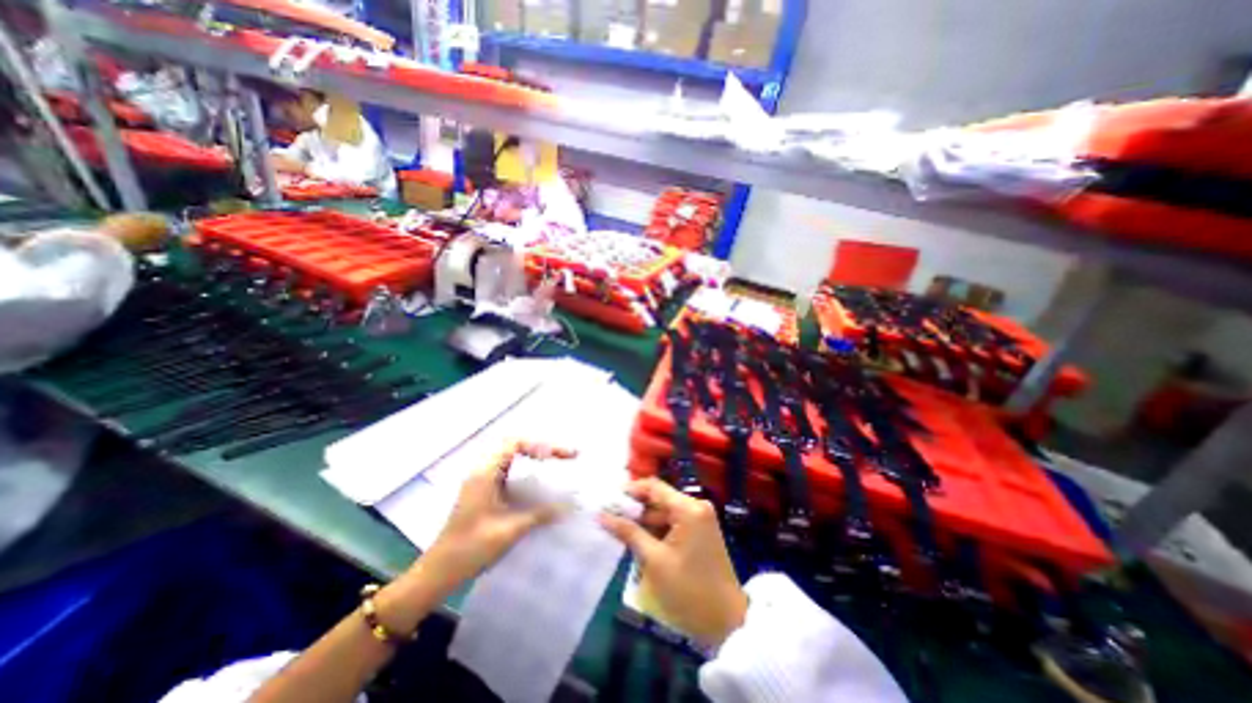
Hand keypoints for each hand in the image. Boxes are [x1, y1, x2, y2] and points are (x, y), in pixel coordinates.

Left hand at [421, 444, 576, 593]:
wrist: (438, 572)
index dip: (538, 445)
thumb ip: (539, 515)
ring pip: (513, 457)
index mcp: (485, 473)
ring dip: (535, 457)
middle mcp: (483, 471)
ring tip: (558, 462)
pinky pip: (509, 470)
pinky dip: (527, 469)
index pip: (514, 443)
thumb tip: (569, 506)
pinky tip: (540, 479)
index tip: (556, 457)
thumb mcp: (508, 531)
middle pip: (515, 446)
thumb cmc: (470, 549)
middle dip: (542, 448)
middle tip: (565, 456)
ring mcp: (483, 480)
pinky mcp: (485, 491)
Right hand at [603, 477, 747, 647]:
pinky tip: (640, 543)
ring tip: (620, 532)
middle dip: (636, 509)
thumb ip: (629, 533)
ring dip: (645, 522)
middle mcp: (696, 507)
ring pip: (665, 513)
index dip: (631, 490)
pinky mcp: (701, 533)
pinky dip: (658, 531)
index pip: (654, 487)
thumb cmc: (688, 590)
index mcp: (688, 508)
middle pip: (660, 499)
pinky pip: (674, 524)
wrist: (726, 622)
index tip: (610, 499)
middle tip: (610, 518)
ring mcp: (700, 520)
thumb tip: (603, 515)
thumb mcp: (654, 561)